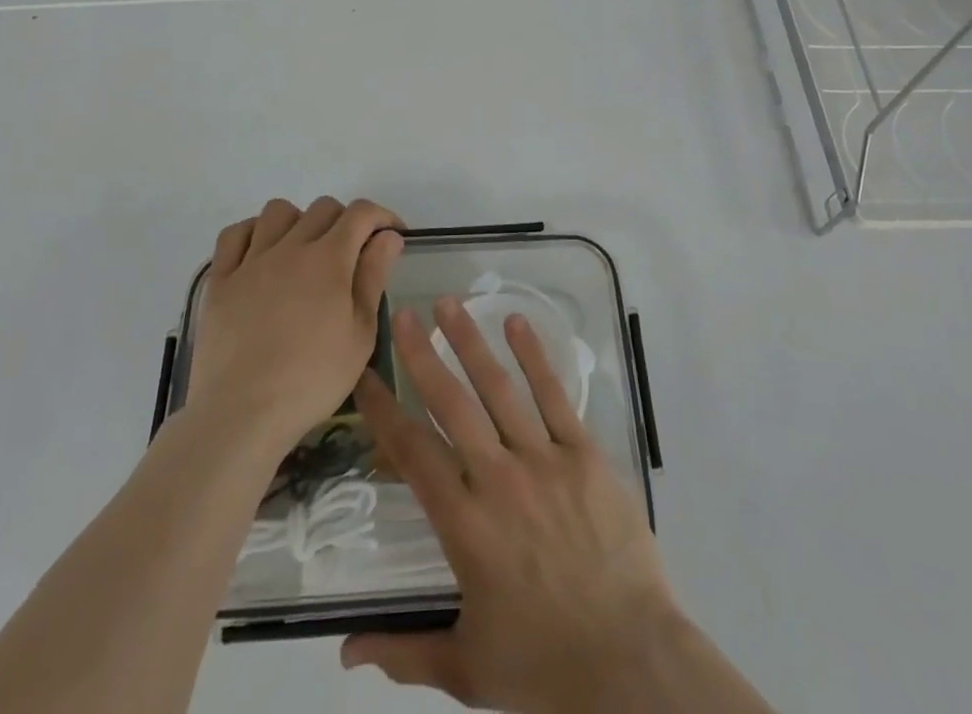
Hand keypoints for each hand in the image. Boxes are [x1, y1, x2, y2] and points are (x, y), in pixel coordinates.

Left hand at [186, 197, 403, 448]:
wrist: (242, 413)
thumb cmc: (312, 379)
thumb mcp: (360, 334)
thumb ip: (373, 277)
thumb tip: (388, 237)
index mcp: (329, 259)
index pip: (360, 213)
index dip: (382, 216)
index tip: (392, 235)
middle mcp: (290, 247)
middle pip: (322, 208)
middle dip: (345, 221)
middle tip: (351, 254)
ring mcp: (251, 261)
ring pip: (278, 211)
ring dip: (299, 221)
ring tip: (304, 251)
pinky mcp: (220, 280)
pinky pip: (234, 235)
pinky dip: (253, 233)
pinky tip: (261, 253)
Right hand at [342, 298, 682, 713]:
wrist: (629, 663)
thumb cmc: (543, 666)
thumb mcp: (465, 668)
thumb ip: (403, 652)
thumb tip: (343, 653)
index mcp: (464, 524)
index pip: (413, 453)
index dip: (384, 412)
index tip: (366, 378)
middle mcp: (498, 479)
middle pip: (451, 404)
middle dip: (421, 355)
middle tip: (401, 314)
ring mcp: (544, 460)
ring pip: (499, 388)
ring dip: (470, 341)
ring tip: (447, 303)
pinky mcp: (585, 455)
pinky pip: (555, 396)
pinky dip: (533, 357)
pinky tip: (516, 323)